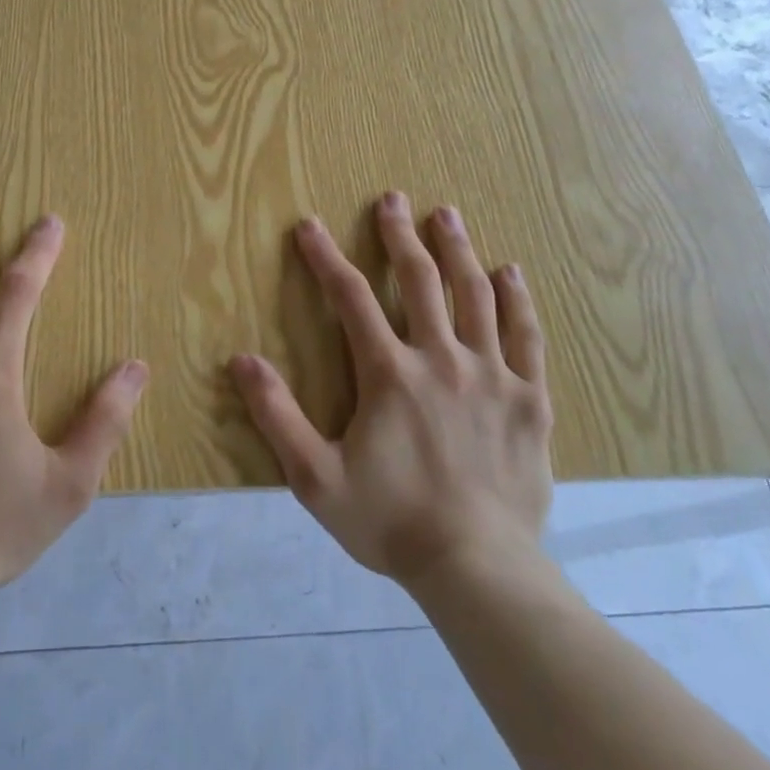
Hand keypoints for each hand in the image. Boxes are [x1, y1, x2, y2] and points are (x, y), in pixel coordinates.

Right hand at [231, 191, 552, 590]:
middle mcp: (441, 359)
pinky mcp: (528, 399)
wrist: (478, 569)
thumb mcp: (315, 477)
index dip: (326, 257)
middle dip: (400, 235)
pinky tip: (510, 272)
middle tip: (392, 199)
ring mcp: (491, 375)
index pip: (351, 298)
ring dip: (457, 250)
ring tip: (446, 214)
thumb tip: (240, 360)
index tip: (309, 225)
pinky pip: (525, 336)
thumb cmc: (390, 521)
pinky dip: (516, 300)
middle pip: (420, 280)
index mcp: (390, 373)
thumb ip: (277, 416)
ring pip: (474, 295)